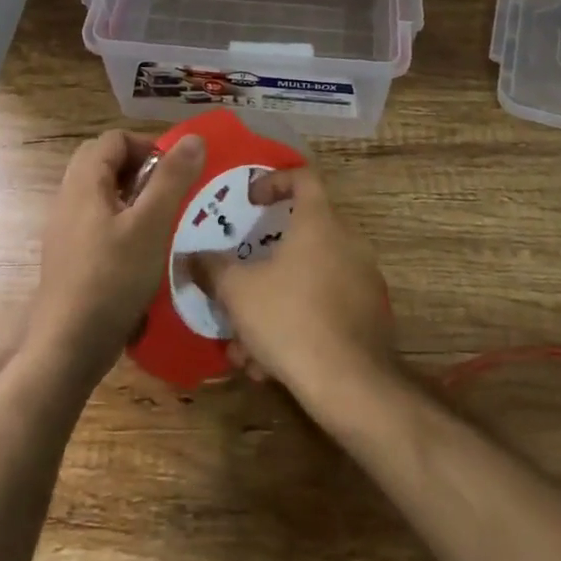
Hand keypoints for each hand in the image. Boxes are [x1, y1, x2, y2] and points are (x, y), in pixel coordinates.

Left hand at [28, 129, 203, 384]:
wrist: (68, 346)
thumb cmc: (112, 278)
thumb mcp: (151, 225)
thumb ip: (172, 178)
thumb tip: (194, 138)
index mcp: (84, 183)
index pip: (114, 139)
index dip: (147, 146)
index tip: (174, 173)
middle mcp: (69, 198)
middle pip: (104, 162)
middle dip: (140, 169)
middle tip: (168, 193)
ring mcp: (66, 230)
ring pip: (101, 193)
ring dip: (133, 197)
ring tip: (162, 221)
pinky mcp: (70, 257)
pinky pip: (97, 222)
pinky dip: (122, 223)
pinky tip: (143, 251)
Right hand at [189, 165, 396, 410]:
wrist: (350, 383)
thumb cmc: (290, 318)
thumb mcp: (238, 291)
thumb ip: (212, 268)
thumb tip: (190, 256)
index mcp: (319, 221)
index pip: (303, 177)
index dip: (274, 181)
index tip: (251, 201)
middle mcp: (347, 241)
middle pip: (302, 234)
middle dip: (264, 262)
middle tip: (239, 282)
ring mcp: (363, 278)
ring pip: (309, 279)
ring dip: (273, 304)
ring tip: (244, 345)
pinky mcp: (369, 315)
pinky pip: (326, 306)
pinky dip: (297, 323)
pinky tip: (271, 364)